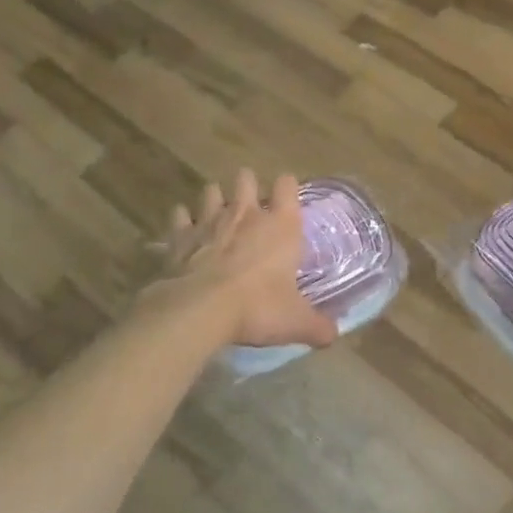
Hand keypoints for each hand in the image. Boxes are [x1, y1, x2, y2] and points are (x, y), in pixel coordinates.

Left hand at [141, 170, 337, 351]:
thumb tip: (333, 334)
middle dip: (248, 186)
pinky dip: (182, 220)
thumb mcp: (295, 322)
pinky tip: (185, 232)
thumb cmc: (257, 307)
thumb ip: (317, 326)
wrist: (200, 309)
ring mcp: (209, 220)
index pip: (288, 185)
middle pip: (246, 178)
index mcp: (281, 225)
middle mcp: (246, 213)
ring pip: (212, 190)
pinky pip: (180, 215)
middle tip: (251, 206)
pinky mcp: (180, 235)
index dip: (287, 188)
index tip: (287, 199)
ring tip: (218, 214)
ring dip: (215, 199)